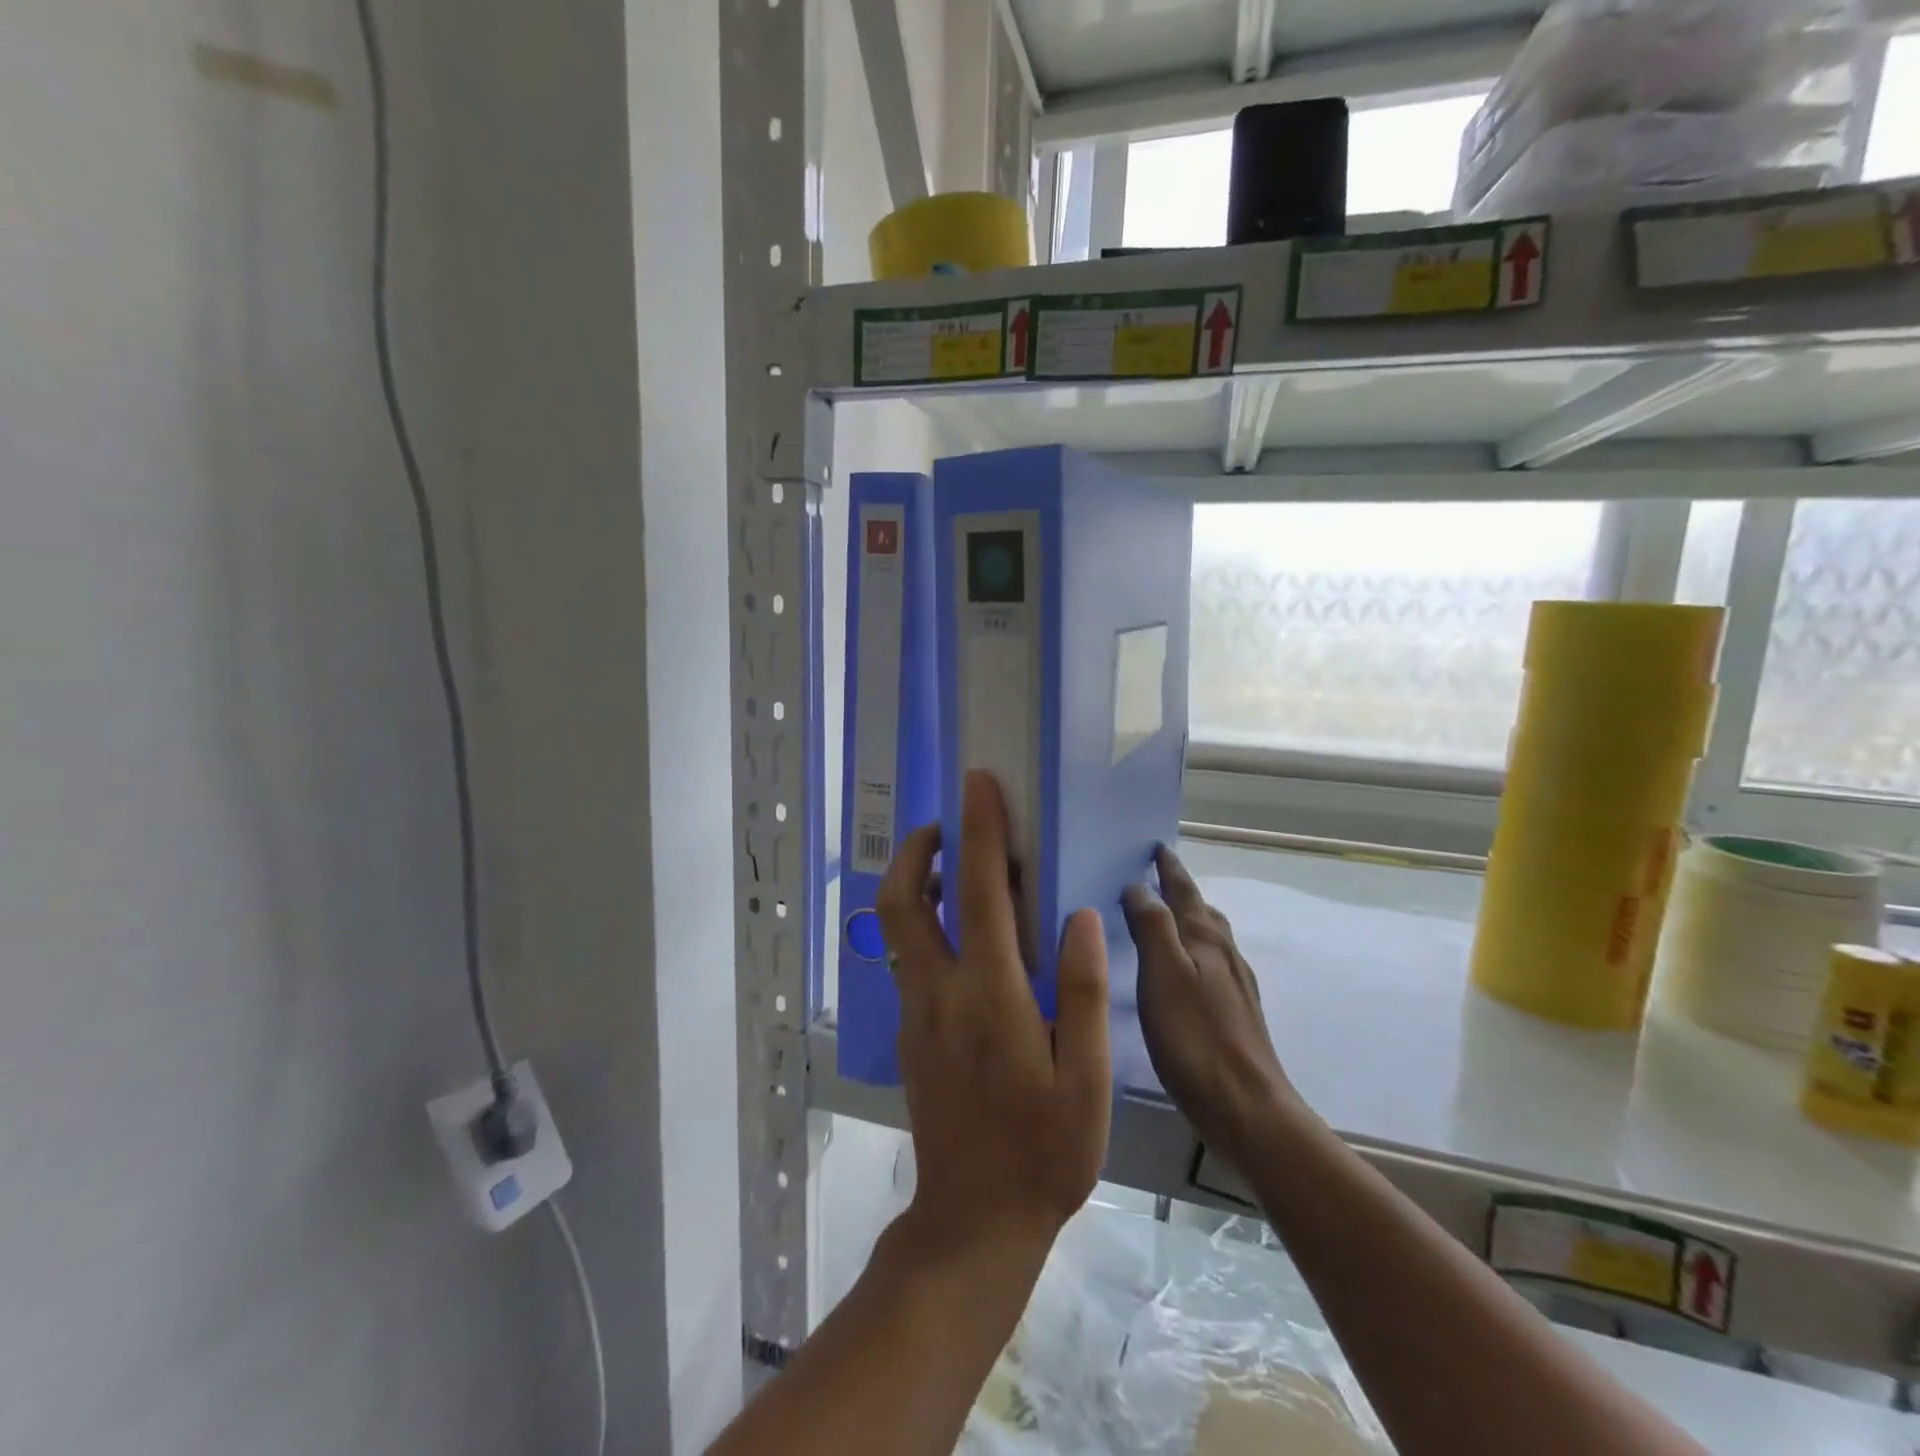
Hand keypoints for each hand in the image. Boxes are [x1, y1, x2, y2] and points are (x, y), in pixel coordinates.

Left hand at [875, 771, 1111, 1262]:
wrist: (974, 1222)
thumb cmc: (1044, 1154)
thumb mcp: (1084, 1080)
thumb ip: (1082, 992)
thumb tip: (1078, 915)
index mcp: (988, 997)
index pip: (977, 892)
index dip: (978, 830)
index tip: (980, 783)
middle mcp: (938, 993)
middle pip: (900, 900)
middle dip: (916, 848)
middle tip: (950, 822)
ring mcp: (915, 1013)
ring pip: (897, 927)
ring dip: (917, 881)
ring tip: (959, 867)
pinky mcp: (910, 1032)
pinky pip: (909, 957)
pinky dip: (926, 922)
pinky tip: (966, 934)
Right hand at [1124, 847, 1293, 1161]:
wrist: (1249, 1110)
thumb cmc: (1195, 1038)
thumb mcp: (1163, 974)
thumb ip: (1151, 925)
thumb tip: (1139, 886)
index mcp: (1206, 939)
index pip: (1184, 891)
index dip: (1169, 868)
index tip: (1157, 847)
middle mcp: (1225, 954)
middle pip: (1202, 910)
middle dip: (1180, 890)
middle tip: (1157, 877)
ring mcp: (1236, 986)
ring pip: (1211, 938)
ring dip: (1189, 920)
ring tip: (1166, 919)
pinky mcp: (1237, 1015)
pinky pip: (1212, 966)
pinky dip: (1194, 953)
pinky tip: (1184, 975)